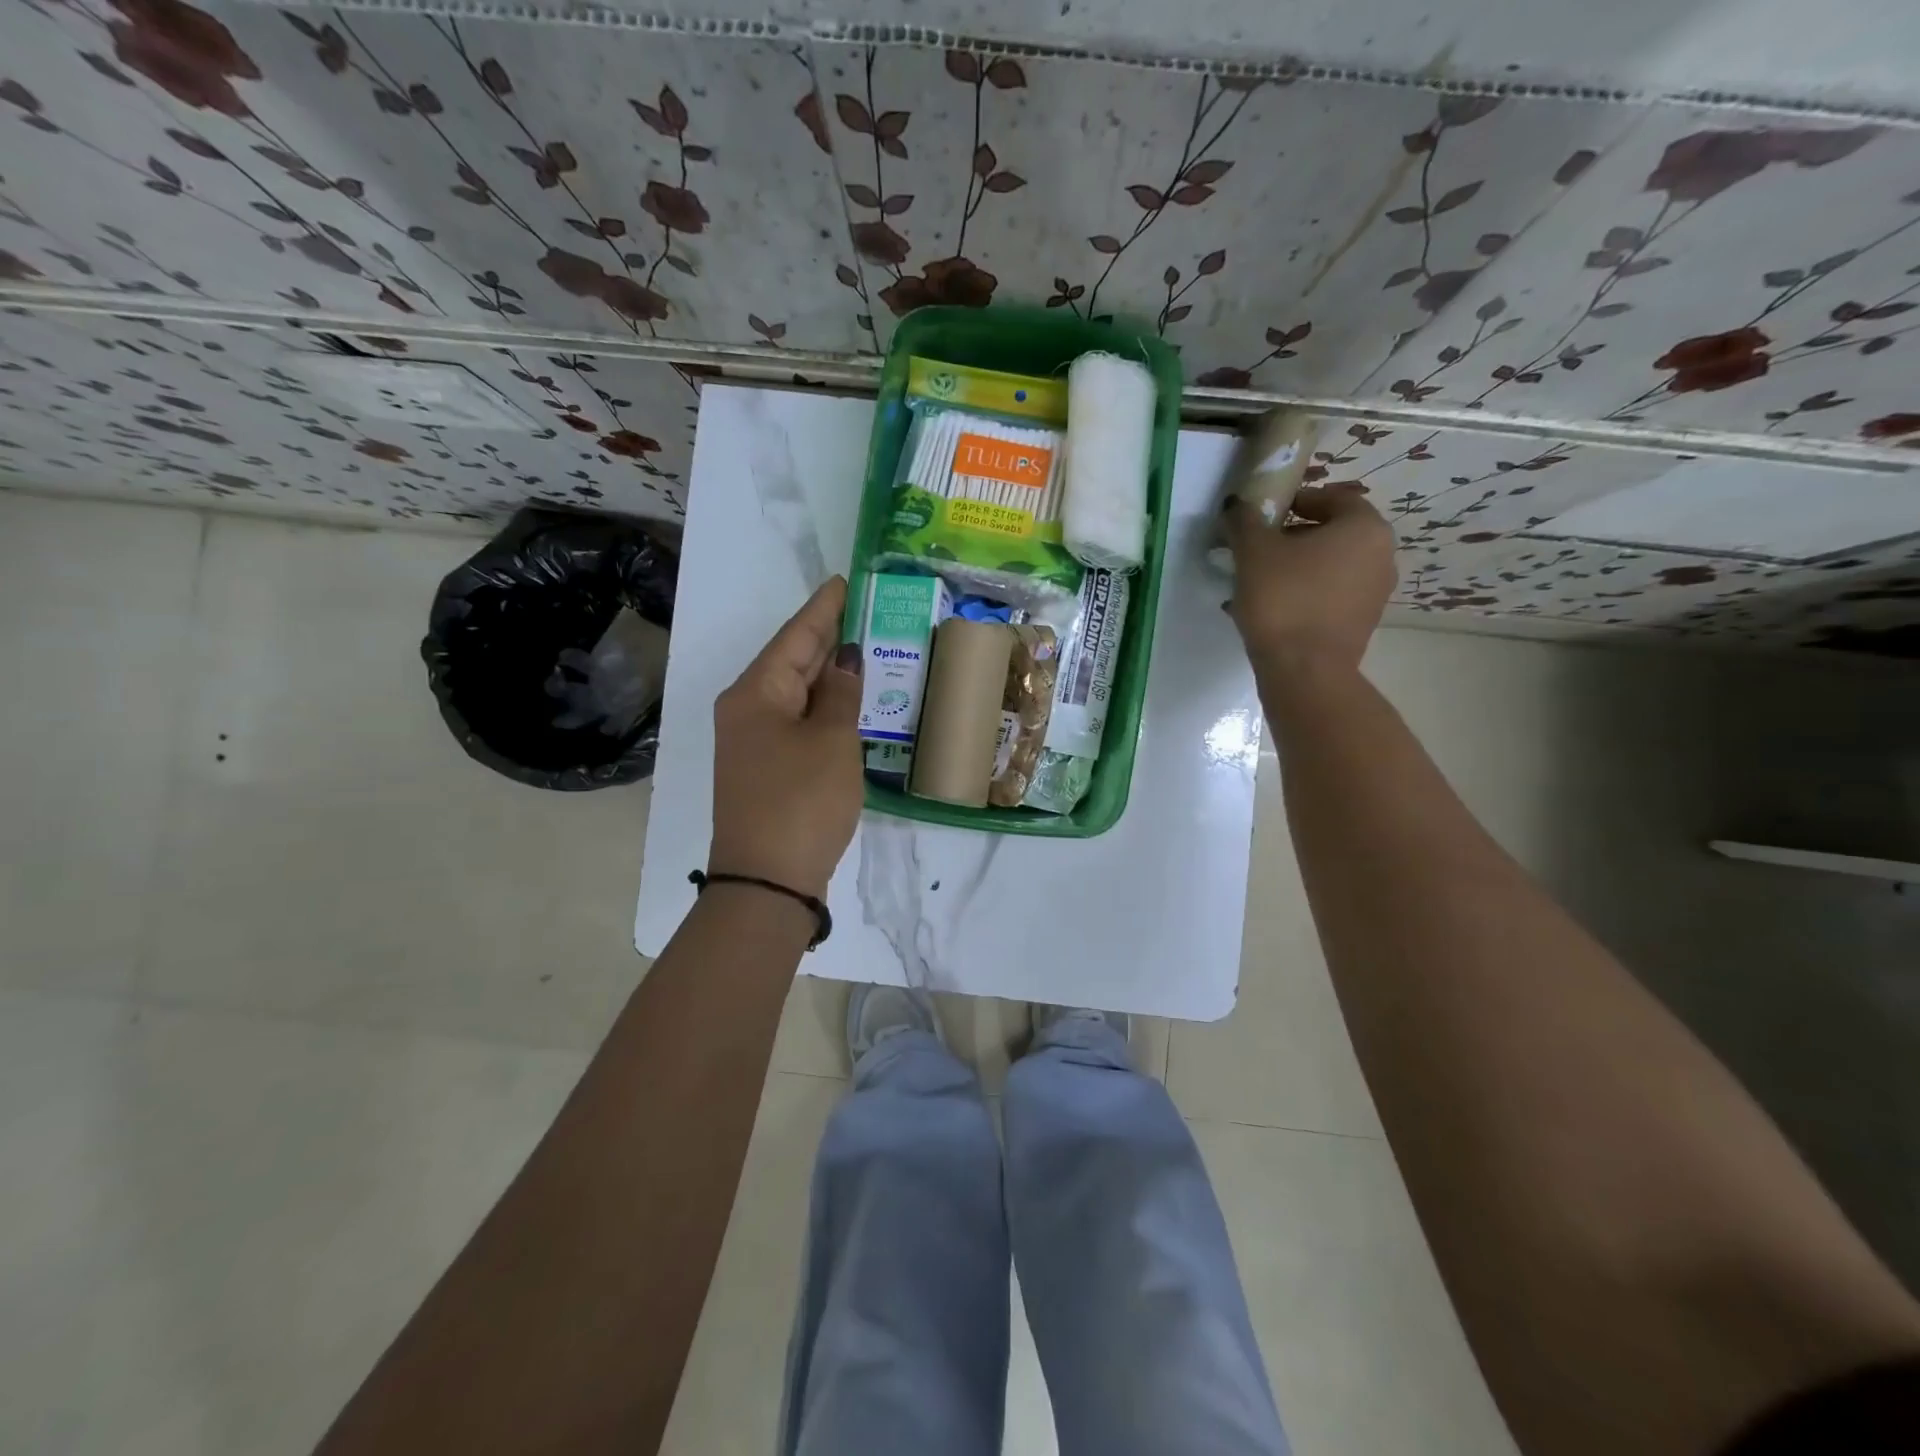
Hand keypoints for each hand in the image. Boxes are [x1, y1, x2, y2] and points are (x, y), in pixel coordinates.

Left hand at [708, 576, 863, 900]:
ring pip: (796, 692)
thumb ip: (841, 695)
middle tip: (863, 608)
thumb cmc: (801, 802)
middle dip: (826, 636)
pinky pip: (798, 720)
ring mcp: (754, 740)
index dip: (823, 608)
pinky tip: (847, 698)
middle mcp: (748, 708)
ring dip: (828, 672)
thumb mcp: (832, 741)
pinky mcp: (767, 766)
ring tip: (863, 643)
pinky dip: (824, 705)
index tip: (844, 581)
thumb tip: (845, 660)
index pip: (796, 636)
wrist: (767, 882)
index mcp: (756, 692)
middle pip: (792, 660)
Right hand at [1225, 483, 1396, 677]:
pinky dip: (1303, 594)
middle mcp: (1381, 555)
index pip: (1332, 498)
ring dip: (1296, 567)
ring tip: (1257, 583)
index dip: (1296, 501)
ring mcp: (1375, 592)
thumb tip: (1237, 504)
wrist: (1304, 671)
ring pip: (1329, 567)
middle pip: (1332, 533)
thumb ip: (1244, 520)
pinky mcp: (1361, 623)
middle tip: (1256, 549)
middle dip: (1293, 537)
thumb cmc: (1283, 598)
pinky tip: (1270, 610)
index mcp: (1364, 527)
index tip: (1264, 515)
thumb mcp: (1253, 551)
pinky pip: (1329, 596)